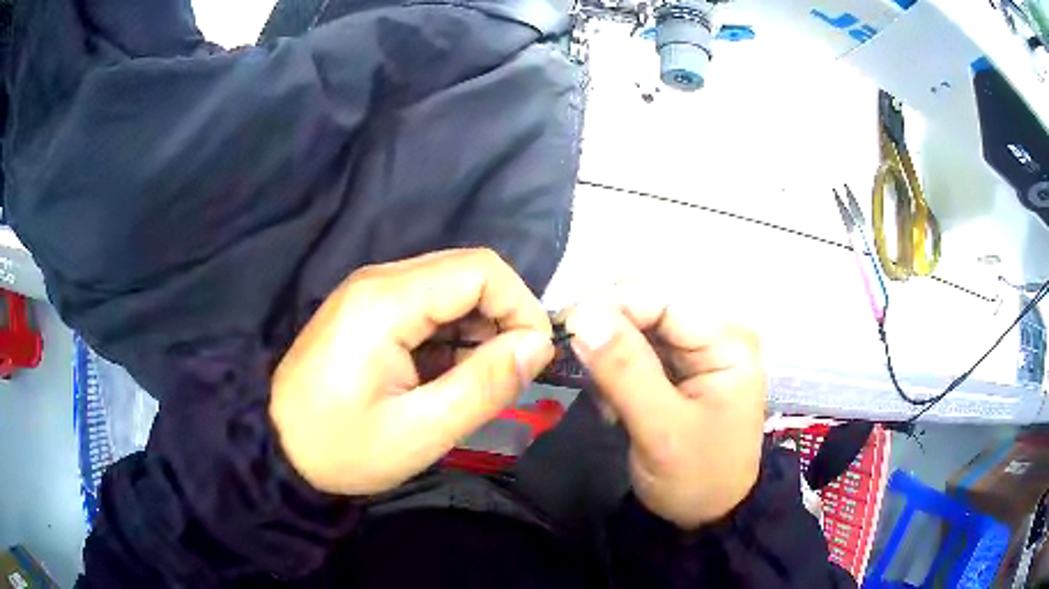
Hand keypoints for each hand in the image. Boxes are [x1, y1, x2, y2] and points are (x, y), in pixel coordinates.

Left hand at [270, 249, 554, 494]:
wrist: (275, 448)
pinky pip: (425, 306)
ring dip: (476, 329)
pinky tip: (443, 375)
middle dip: (501, 318)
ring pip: (448, 288)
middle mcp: (379, 280)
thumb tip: (537, 346)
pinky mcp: (366, 310)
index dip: (520, 306)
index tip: (532, 358)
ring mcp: (369, 292)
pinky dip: (450, 335)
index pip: (481, 270)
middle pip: (465, 272)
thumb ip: (484, 385)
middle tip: (506, 375)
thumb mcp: (420, 431)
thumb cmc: (341, 448)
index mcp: (387, 300)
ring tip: (474, 382)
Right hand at [565, 285, 765, 528]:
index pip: (661, 297)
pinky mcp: (680, 366)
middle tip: (577, 363)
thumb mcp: (662, 430)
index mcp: (725, 340)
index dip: (610, 305)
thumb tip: (582, 315)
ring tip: (601, 394)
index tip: (565, 328)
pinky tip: (612, 400)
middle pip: (648, 302)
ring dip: (608, 349)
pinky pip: (636, 347)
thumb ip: (625, 371)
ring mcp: (697, 348)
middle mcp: (714, 332)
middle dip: (606, 327)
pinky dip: (615, 366)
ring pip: (637, 323)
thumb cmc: (698, 477)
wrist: (711, 513)